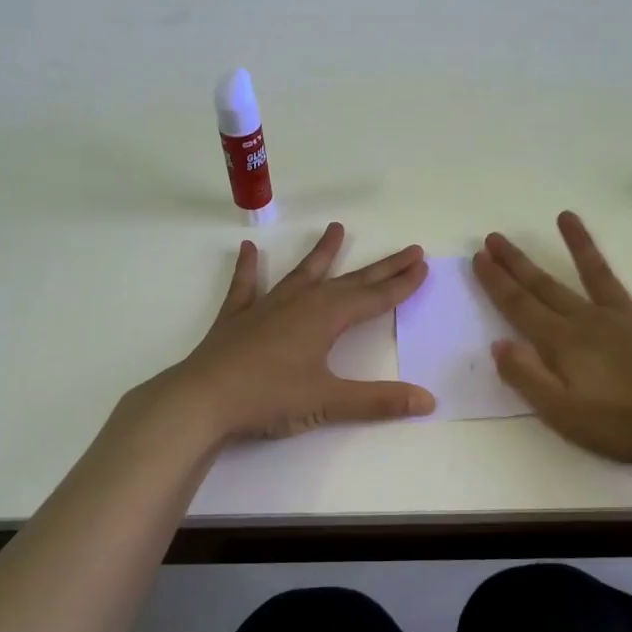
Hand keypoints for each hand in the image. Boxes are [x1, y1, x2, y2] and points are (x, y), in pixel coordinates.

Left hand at [162, 223, 435, 440]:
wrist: (202, 399)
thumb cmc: (269, 398)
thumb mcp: (328, 403)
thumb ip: (379, 401)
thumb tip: (429, 401)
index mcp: (325, 318)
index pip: (374, 298)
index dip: (400, 284)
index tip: (422, 265)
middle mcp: (301, 303)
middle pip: (350, 281)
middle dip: (381, 268)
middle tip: (408, 250)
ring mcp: (267, 306)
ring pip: (303, 273)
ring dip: (322, 253)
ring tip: (336, 228)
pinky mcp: (237, 317)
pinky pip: (246, 286)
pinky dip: (248, 268)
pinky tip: (248, 250)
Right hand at [472, 212, 631, 467]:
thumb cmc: (627, 424)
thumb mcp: (563, 413)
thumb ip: (527, 377)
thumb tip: (498, 344)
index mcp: (564, 343)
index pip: (520, 307)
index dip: (497, 282)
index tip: (479, 257)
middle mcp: (592, 320)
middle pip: (547, 286)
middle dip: (518, 263)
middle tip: (496, 237)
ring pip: (598, 274)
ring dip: (580, 245)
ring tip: (565, 215)